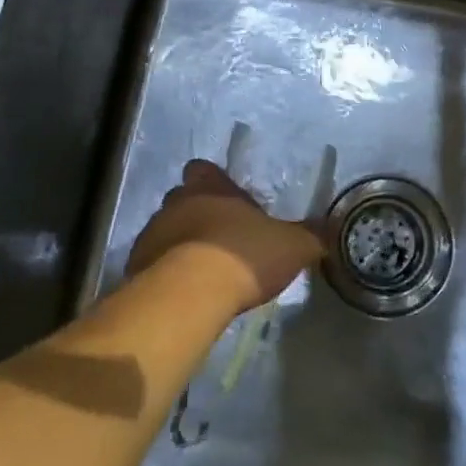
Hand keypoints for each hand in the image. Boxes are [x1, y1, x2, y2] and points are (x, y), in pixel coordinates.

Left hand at [126, 161, 323, 312]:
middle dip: (198, 214)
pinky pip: (153, 264)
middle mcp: (177, 202)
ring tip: (203, 272)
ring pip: (166, 231)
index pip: (203, 169)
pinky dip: (166, 274)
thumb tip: (329, 230)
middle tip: (220, 238)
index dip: (213, 182)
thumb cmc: (243, 255)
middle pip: (182, 199)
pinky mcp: (136, 267)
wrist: (190, 296)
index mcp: (211, 187)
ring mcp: (152, 234)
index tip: (227, 199)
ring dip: (181, 245)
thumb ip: (310, 236)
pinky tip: (186, 294)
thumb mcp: (291, 245)